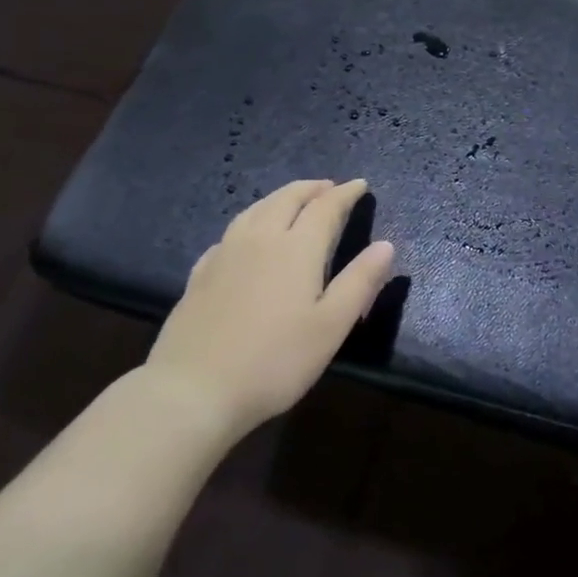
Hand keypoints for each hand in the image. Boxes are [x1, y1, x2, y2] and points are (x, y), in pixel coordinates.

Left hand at [144, 179, 394, 436]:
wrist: (192, 392)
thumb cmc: (274, 361)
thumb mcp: (331, 327)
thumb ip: (360, 282)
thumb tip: (385, 245)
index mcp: (297, 248)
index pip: (325, 207)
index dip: (345, 193)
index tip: (360, 184)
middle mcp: (260, 240)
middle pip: (287, 199)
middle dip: (312, 188)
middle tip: (329, 187)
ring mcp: (224, 254)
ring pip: (255, 210)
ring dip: (280, 197)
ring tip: (293, 200)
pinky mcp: (200, 275)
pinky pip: (230, 233)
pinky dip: (250, 221)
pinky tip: (247, 237)